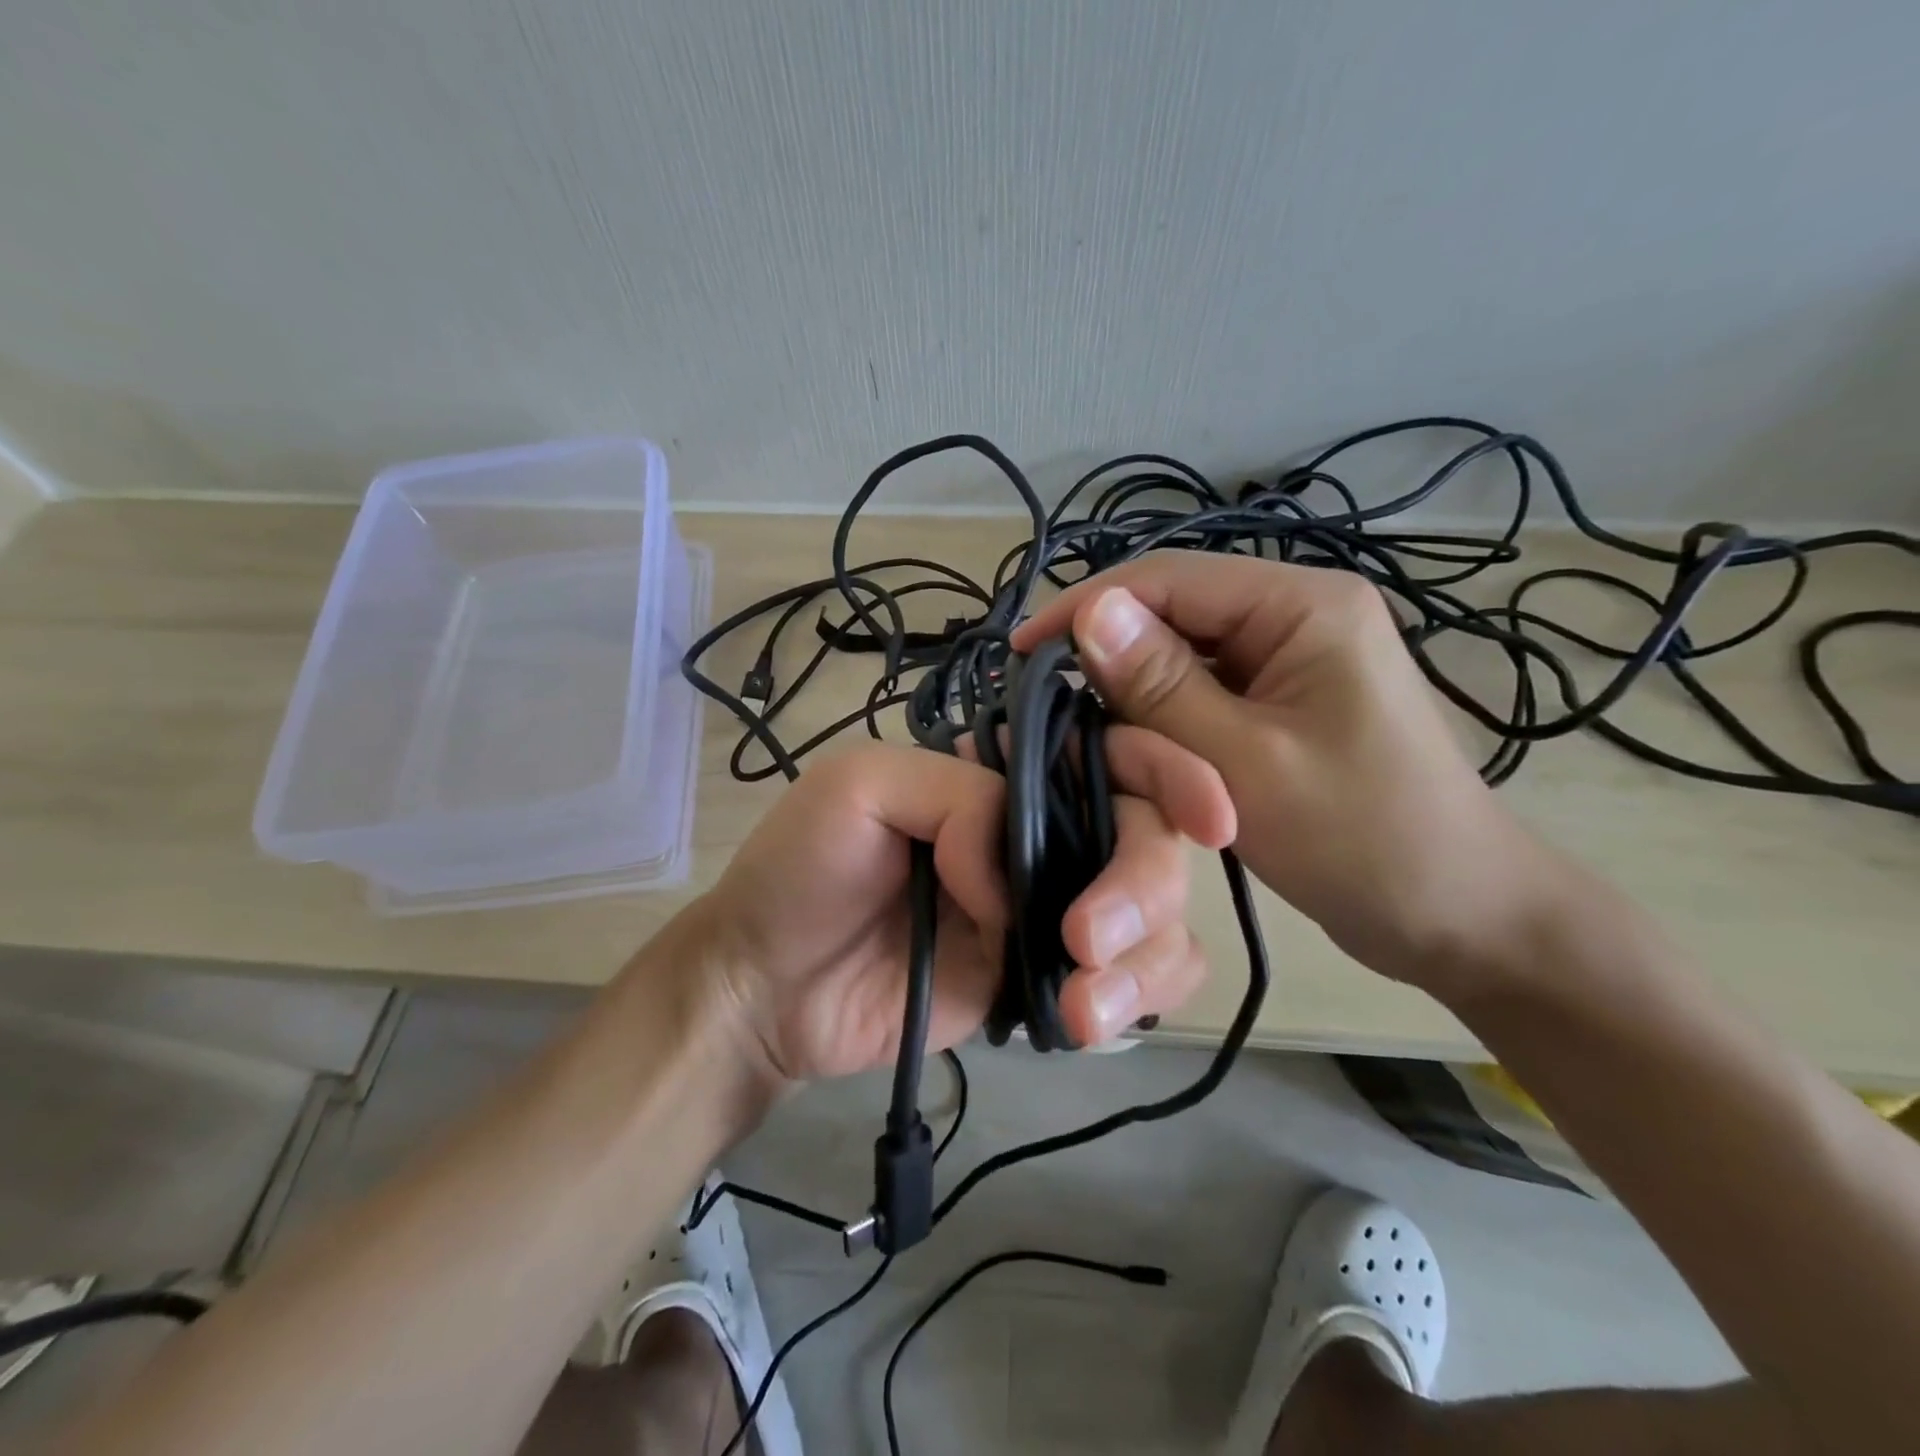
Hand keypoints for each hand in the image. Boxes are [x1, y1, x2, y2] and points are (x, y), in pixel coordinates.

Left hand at [683, 739, 1234, 1086]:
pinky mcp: (1049, 978)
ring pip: (1159, 914)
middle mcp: (1041, 833)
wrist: (769, 990)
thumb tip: (1022, 872)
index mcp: (1003, 774)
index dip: (1168, 771)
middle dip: (1143, 884)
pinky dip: (1139, 996)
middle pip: (1147, 837)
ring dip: (1144, 957)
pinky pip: (1136, 979)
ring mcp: (1052, 909)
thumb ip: (959, 797)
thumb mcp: (861, 789)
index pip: (1108, 754)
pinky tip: (1085, 1022)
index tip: (1211, 814)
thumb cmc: (799, 870)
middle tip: (1084, 939)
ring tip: (1077, 1007)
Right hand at [1013, 553, 1558, 999]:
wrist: (1460, 918)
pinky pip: (1203, 691)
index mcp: (1303, 605)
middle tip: (1043, 703)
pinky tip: (1131, 743)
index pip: (1169, 578)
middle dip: (1108, 655)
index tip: (1021, 655)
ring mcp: (1291, 659)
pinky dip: (1162, 716)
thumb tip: (1088, 612)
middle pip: (1174, 613)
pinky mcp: (1282, 702)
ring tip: (1077, 727)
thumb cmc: (1363, 840)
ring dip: (1132, 690)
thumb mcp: (1246, 763)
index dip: (1086, 608)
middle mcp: (1296, 614)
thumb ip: (1162, 685)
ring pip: (1182, 655)